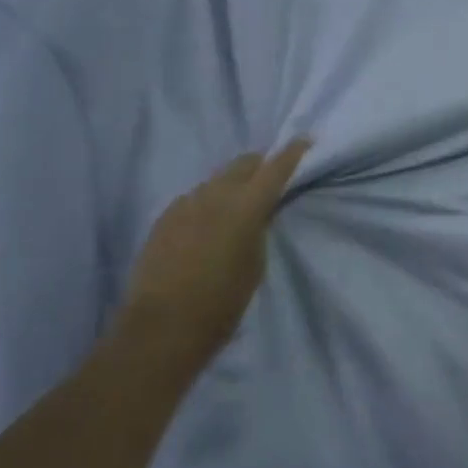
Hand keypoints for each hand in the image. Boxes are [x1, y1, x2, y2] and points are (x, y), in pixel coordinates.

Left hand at [121, 140, 310, 350]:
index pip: (275, 168)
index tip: (305, 140)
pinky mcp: (164, 218)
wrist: (162, 327)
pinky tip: (209, 221)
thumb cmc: (222, 303)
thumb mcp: (255, 265)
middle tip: (271, 175)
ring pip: (216, 180)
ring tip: (239, 201)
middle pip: (243, 164)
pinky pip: (194, 198)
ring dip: (232, 184)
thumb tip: (260, 212)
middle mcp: (215, 195)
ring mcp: (185, 204)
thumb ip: (260, 229)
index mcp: (246, 206)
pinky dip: (208, 201)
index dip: (292, 152)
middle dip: (260, 164)